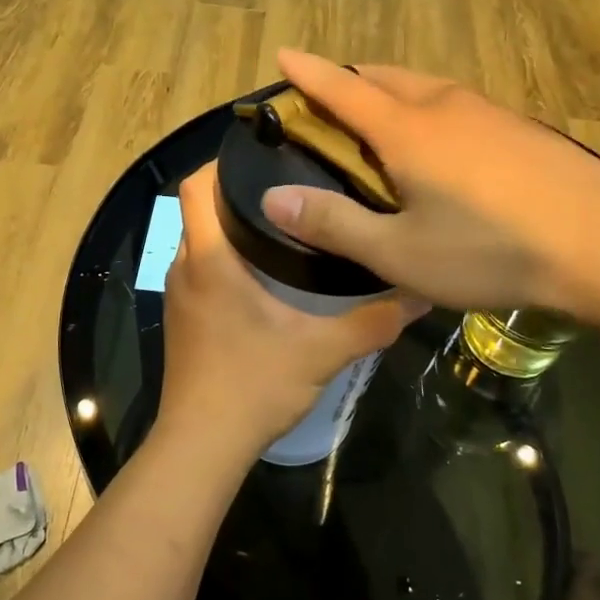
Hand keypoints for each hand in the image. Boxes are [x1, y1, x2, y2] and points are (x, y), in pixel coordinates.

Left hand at [158, 163, 425, 466]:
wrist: (201, 446)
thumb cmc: (252, 386)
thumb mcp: (322, 352)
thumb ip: (373, 320)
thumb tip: (420, 293)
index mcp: (210, 259)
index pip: (195, 186)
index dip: (221, 161)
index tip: (264, 153)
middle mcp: (186, 267)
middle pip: (200, 208)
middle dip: (238, 192)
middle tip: (292, 184)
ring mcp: (179, 294)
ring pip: (200, 239)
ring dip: (232, 226)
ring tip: (287, 221)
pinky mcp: (183, 318)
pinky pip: (201, 268)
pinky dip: (226, 257)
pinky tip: (267, 273)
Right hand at [257, 50, 599, 322]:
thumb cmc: (491, 250)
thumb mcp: (400, 253)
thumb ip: (334, 224)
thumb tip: (273, 198)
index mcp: (407, 130)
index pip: (343, 88)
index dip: (309, 72)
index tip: (284, 54)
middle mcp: (445, 107)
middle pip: (386, 78)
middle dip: (351, 81)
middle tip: (329, 101)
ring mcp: (490, 114)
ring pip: (426, 88)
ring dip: (393, 94)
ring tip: (381, 121)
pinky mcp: (522, 130)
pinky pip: (458, 107)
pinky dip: (430, 112)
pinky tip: (443, 148)